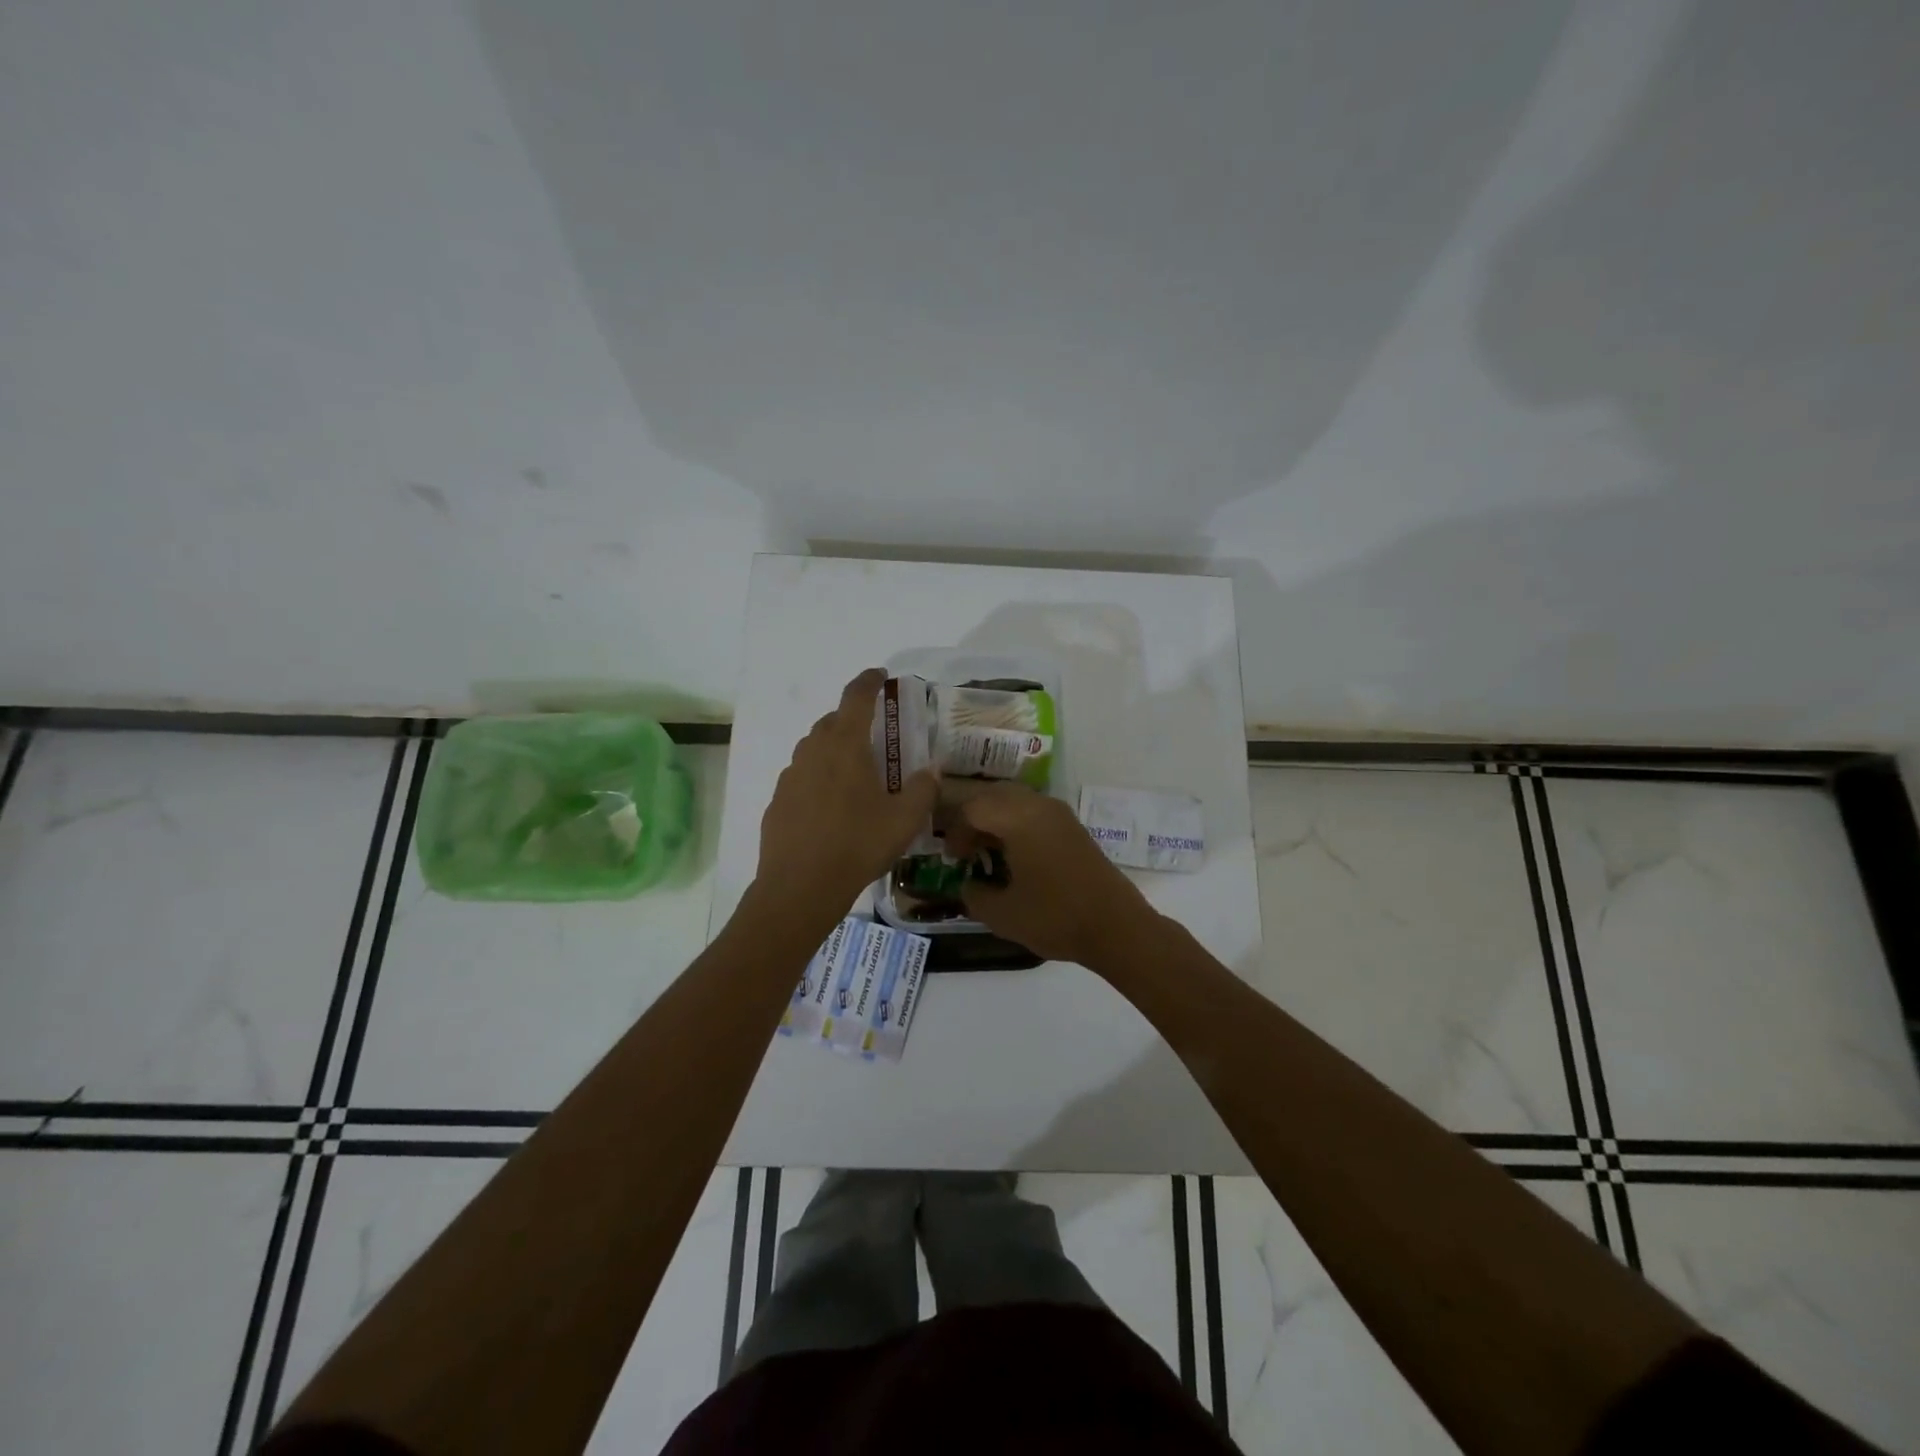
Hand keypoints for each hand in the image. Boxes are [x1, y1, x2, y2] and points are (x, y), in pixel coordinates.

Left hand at [753, 668, 938, 922]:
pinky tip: (831, 805)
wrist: (800, 887)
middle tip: (876, 737)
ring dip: (834, 748)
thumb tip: (933, 768)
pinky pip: (802, 776)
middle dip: (854, 720)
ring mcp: (791, 775)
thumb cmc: (857, 845)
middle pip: (833, 721)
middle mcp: (814, 751)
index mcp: (845, 745)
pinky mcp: (778, 800)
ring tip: (855, 772)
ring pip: (814, 748)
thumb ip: (923, 788)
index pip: (856, 697)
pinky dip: (818, 777)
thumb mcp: (904, 820)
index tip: (880, 676)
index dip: (869, 681)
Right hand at [948, 782, 1158, 965]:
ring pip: (1016, 800)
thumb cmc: (1055, 917)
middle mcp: (1039, 806)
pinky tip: (1015, 856)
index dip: (956, 832)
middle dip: (973, 818)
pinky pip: (1034, 811)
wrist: (1116, 927)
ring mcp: (1060, 814)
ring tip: (988, 852)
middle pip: (994, 795)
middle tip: (966, 850)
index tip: (953, 860)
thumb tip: (969, 884)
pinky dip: (1017, 824)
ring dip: (996, 819)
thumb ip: (974, 895)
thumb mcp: (1002, 914)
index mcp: (1018, 819)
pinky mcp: (1073, 827)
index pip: (973, 809)